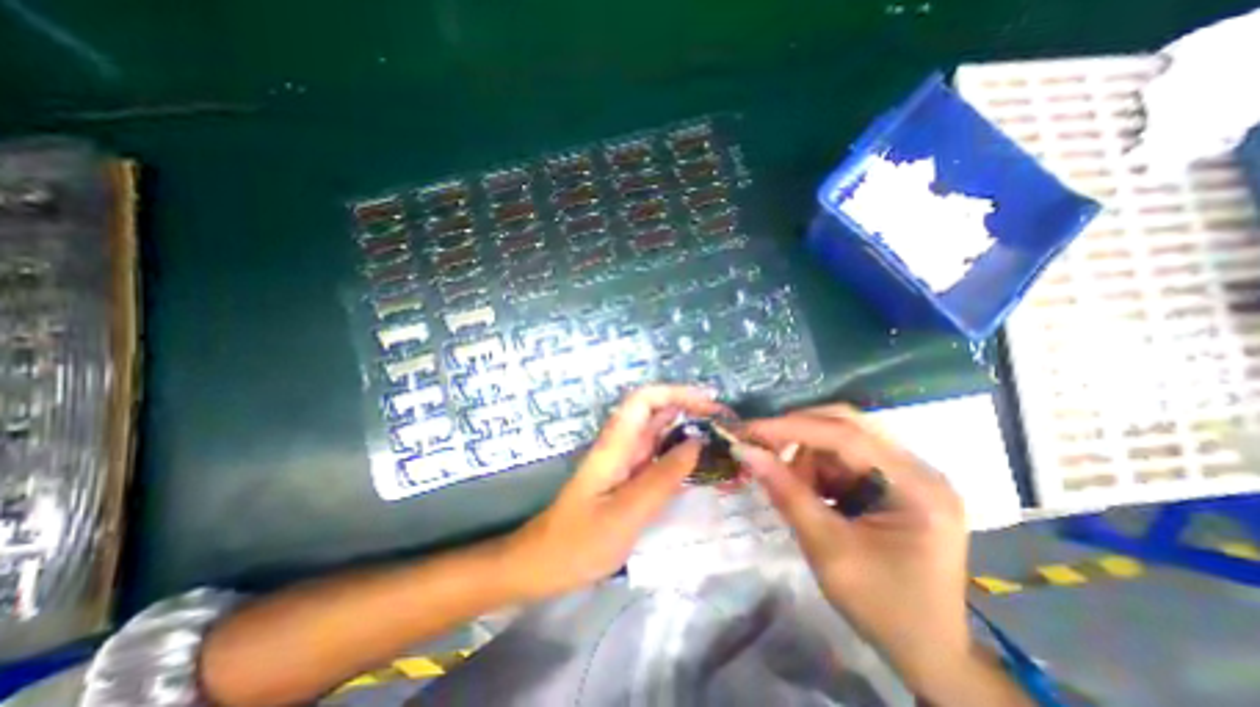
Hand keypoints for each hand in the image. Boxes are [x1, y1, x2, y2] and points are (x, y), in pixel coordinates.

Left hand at [499, 387, 719, 601]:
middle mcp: (622, 444)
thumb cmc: (580, 541)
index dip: (676, 393)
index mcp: (616, 443)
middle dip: (689, 409)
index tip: (709, 405)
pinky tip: (701, 465)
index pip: (645, 399)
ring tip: (721, 440)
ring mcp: (626, 460)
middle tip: (725, 424)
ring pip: (659, 433)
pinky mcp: (629, 477)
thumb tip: (697, 442)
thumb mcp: (626, 513)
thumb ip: (663, 477)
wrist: (545, 563)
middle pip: (656, 411)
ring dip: (688, 430)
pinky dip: (681, 454)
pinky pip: (659, 456)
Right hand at [741, 408, 971, 690]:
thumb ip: (786, 494)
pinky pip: (844, 457)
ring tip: (794, 489)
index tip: (749, 431)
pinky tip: (812, 493)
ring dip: (808, 456)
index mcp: (917, 486)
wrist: (926, 650)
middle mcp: (917, 468)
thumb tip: (745, 451)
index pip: (846, 436)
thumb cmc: (882, 608)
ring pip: (841, 438)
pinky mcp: (894, 480)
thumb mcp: (827, 549)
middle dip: (798, 434)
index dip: (792, 428)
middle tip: (761, 446)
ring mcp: (907, 472)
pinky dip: (818, 468)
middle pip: (847, 425)